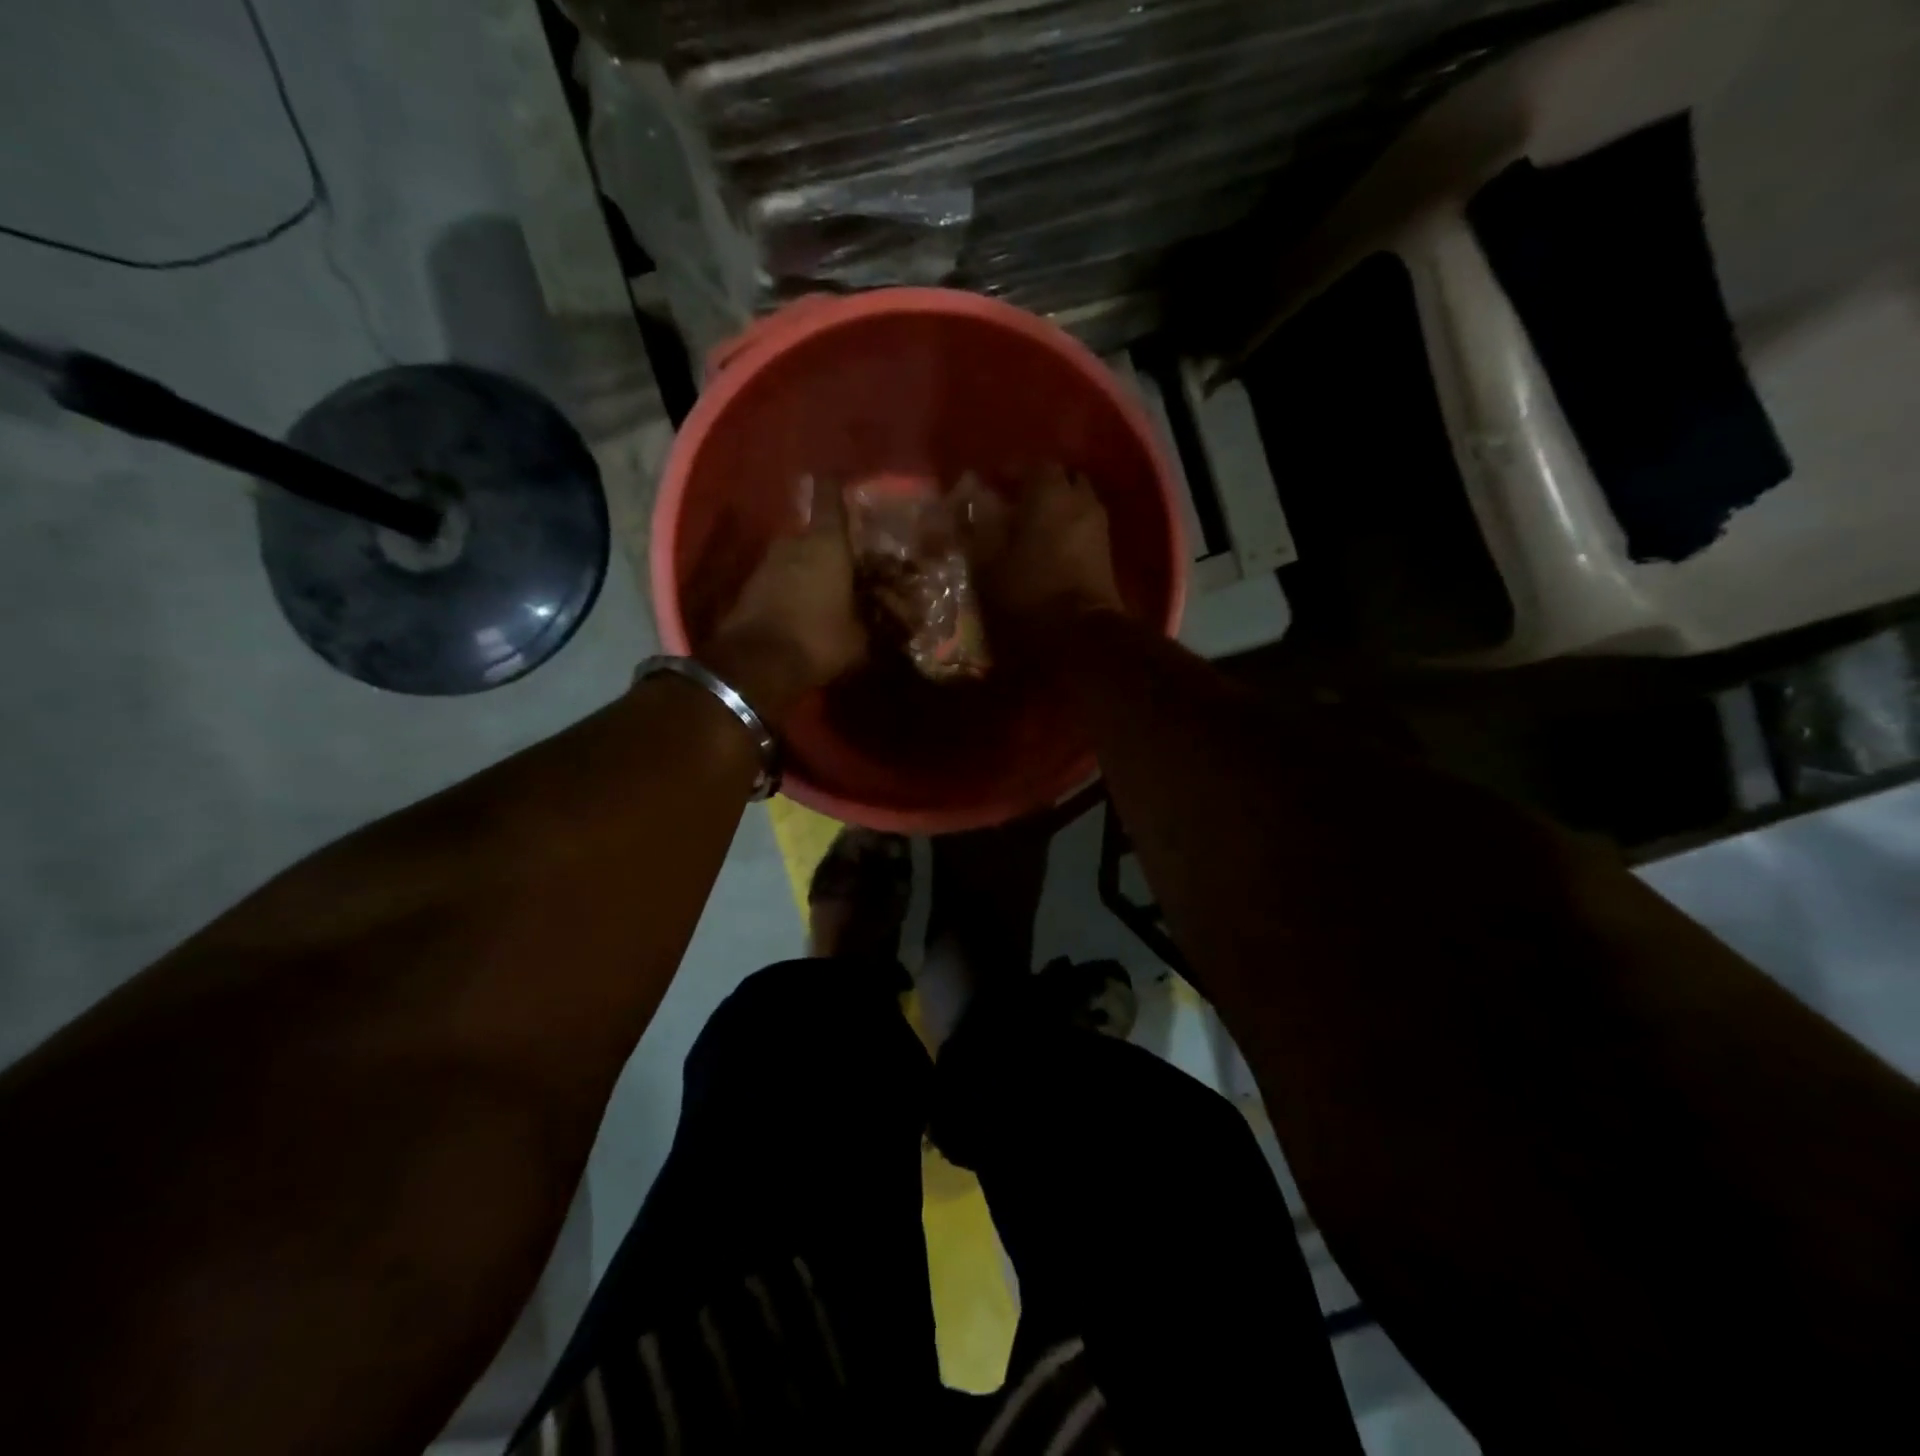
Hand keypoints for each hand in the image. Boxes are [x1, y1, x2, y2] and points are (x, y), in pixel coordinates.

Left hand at [703, 475, 866, 722]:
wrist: (755, 664)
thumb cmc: (818, 639)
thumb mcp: (862, 638)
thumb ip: (880, 622)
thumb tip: (901, 621)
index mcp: (827, 543)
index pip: (830, 496)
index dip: (836, 485)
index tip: (842, 478)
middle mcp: (794, 542)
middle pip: (817, 533)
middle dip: (835, 547)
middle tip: (855, 564)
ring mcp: (768, 563)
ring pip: (798, 556)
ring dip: (814, 569)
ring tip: (835, 591)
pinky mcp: (751, 587)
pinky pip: (782, 578)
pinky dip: (797, 587)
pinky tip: (811, 608)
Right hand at [960, 465, 1123, 627]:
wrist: (1078, 634)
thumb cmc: (1026, 592)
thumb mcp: (987, 561)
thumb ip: (979, 525)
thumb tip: (973, 500)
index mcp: (1050, 492)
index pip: (1033, 465)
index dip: (1012, 473)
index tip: (993, 486)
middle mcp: (1080, 499)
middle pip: (1062, 479)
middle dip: (1040, 486)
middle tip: (1016, 503)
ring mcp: (1099, 526)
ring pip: (1076, 502)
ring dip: (1057, 508)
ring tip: (1032, 527)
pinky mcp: (1107, 553)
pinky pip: (1084, 527)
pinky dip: (1068, 528)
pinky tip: (1049, 547)